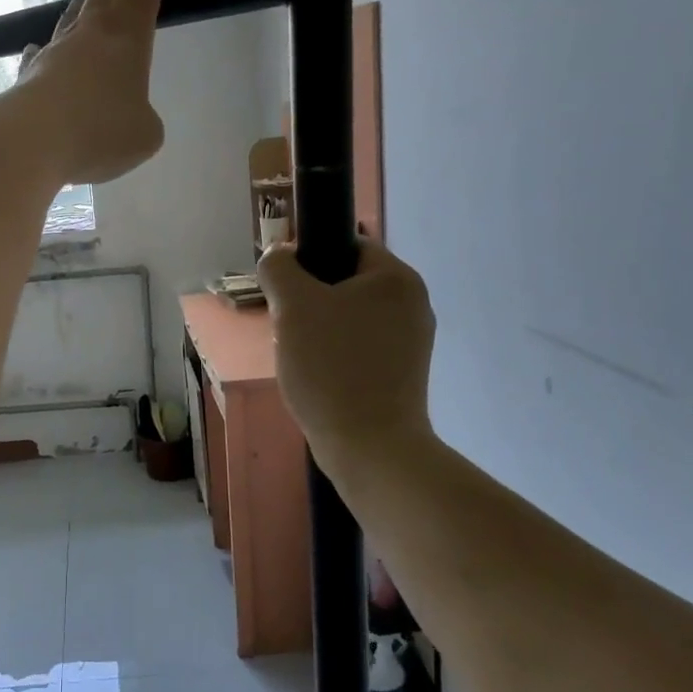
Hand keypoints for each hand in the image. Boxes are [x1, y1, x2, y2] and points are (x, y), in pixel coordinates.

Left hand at [17, 0, 186, 183]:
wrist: (27, 142)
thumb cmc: (97, 133)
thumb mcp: (146, 134)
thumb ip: (144, 118)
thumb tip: (124, 115)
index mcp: (126, 33)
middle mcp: (89, 29)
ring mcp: (55, 48)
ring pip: (76, 7)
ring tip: (105, 6)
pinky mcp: (30, 71)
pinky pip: (47, 47)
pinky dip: (58, 44)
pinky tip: (53, 51)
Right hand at [258, 240, 438, 474]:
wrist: (370, 447)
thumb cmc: (331, 367)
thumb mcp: (292, 306)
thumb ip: (279, 268)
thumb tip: (279, 256)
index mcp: (397, 278)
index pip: (346, 243)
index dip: (308, 260)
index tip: (285, 292)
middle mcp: (413, 303)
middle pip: (345, 281)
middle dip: (310, 300)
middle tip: (287, 327)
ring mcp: (412, 340)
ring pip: (349, 316)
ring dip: (318, 328)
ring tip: (300, 356)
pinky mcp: (404, 373)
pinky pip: (359, 346)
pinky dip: (335, 353)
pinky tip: (319, 376)